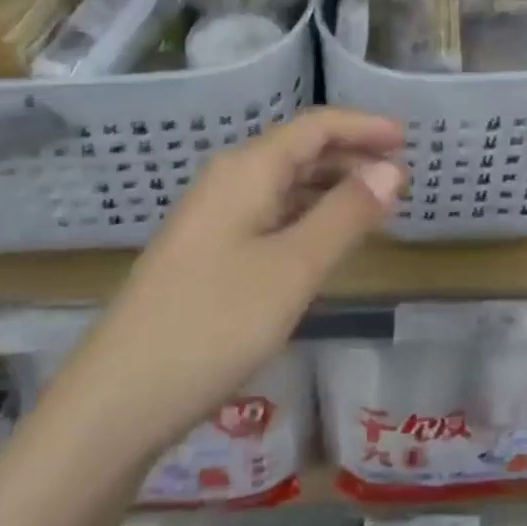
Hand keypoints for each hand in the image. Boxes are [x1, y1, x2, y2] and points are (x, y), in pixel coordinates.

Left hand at [80, 109, 405, 448]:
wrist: (119, 399)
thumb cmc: (214, 324)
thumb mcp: (293, 268)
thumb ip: (345, 215)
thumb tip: (391, 170)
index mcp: (247, 169)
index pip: (315, 126)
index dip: (363, 126)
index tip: (407, 139)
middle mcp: (227, 181)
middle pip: (299, 151)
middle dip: (351, 157)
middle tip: (400, 178)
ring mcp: (213, 219)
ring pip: (284, 185)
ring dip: (330, 189)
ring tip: (375, 208)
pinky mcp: (207, 254)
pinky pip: (269, 217)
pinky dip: (306, 219)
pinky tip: (326, 243)